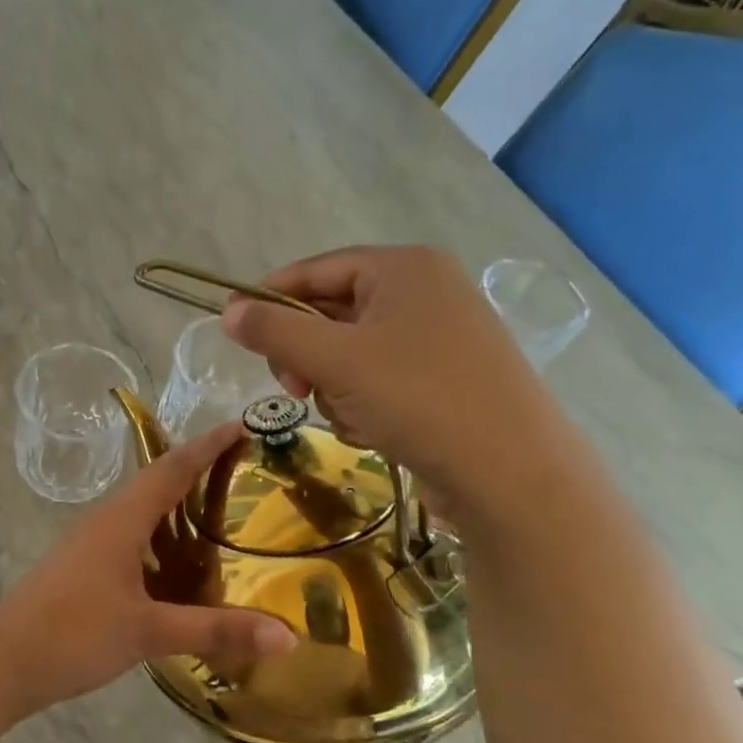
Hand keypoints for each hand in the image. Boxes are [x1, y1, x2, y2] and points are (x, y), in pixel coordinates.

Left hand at [0, 422, 294, 719]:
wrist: (2, 663)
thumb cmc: (73, 635)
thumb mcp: (149, 632)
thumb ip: (216, 630)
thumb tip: (289, 634)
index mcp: (121, 520)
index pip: (171, 468)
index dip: (207, 445)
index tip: (242, 425)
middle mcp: (105, 521)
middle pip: (156, 483)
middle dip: (198, 470)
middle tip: (243, 469)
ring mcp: (90, 544)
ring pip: (142, 513)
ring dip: (178, 506)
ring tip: (221, 513)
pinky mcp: (83, 568)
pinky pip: (132, 539)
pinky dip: (162, 540)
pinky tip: (180, 566)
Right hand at [222, 246, 579, 524]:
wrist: (513, 474)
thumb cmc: (419, 398)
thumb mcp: (334, 360)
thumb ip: (275, 330)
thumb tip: (229, 311)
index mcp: (403, 267)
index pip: (315, 269)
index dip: (270, 298)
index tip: (236, 332)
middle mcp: (425, 290)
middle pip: (332, 310)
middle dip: (306, 354)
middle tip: (296, 389)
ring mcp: (440, 335)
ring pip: (351, 350)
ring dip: (333, 384)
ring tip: (348, 415)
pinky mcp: (446, 376)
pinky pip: (379, 375)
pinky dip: (363, 401)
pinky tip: (373, 429)